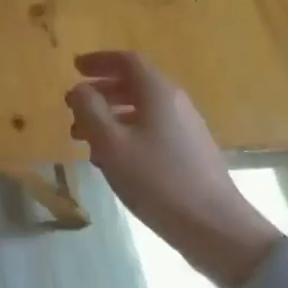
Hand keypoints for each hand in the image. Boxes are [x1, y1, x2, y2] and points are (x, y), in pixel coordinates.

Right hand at [65, 50, 280, 287]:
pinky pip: (151, 129)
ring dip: (110, 116)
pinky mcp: (189, 152)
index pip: (127, 61)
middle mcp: (175, 102)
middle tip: (73, 108)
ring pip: (141, 110)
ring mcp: (186, 128)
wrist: (214, 226)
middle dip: (100, 92)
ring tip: (84, 139)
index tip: (75, 68)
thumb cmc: (157, 180)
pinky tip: (112, 159)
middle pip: (134, 84)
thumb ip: (90, 110)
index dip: (99, 61)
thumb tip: (80, 88)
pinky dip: (126, 133)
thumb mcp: (111, 143)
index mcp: (158, 92)